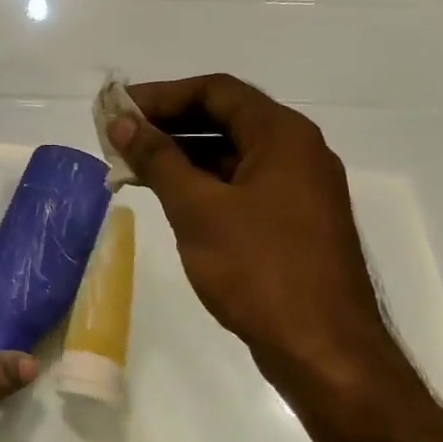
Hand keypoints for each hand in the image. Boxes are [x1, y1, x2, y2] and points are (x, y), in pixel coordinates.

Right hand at [109, 74, 397, 386]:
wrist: (323, 350)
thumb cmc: (259, 269)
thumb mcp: (198, 209)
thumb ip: (158, 159)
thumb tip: (122, 123)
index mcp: (283, 136)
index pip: (216, 90)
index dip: (162, 95)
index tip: (119, 110)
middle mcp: (296, 153)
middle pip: (225, 118)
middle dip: (169, 123)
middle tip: (119, 136)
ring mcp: (298, 190)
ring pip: (231, 154)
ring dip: (182, 155)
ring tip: (132, 166)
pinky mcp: (292, 223)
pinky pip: (241, 185)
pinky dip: (202, 183)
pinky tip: (168, 197)